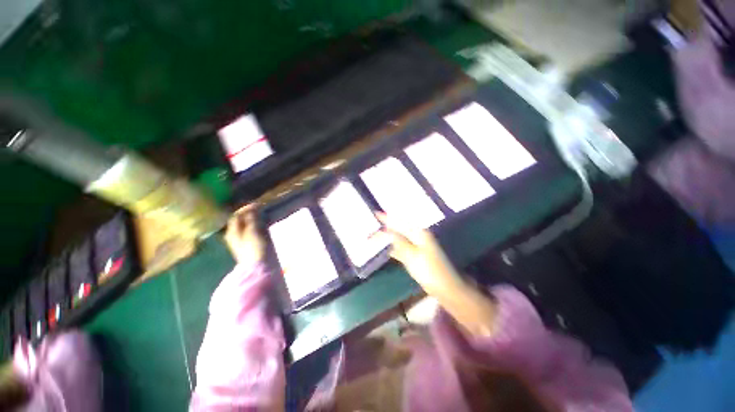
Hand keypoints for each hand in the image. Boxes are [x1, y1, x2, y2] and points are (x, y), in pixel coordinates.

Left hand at [224, 204, 265, 264]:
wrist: (260, 267)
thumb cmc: (255, 247)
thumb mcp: (253, 230)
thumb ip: (252, 217)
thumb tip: (252, 206)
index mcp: (232, 231)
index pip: (236, 215)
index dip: (245, 208)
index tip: (258, 203)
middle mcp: (234, 235)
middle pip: (240, 220)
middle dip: (249, 213)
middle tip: (262, 208)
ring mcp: (242, 241)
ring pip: (246, 226)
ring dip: (254, 219)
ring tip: (264, 215)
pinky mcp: (250, 245)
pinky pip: (251, 231)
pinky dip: (257, 226)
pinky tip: (263, 225)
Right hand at [375, 213, 463, 295]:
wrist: (445, 287)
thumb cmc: (428, 270)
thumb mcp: (411, 255)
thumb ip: (398, 241)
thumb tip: (386, 230)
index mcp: (419, 233)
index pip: (399, 222)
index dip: (387, 218)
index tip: (375, 213)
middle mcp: (418, 236)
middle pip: (399, 229)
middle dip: (386, 228)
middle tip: (372, 229)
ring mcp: (418, 246)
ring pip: (399, 238)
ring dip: (388, 237)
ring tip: (376, 236)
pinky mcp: (417, 256)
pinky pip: (402, 248)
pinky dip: (393, 247)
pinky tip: (386, 249)